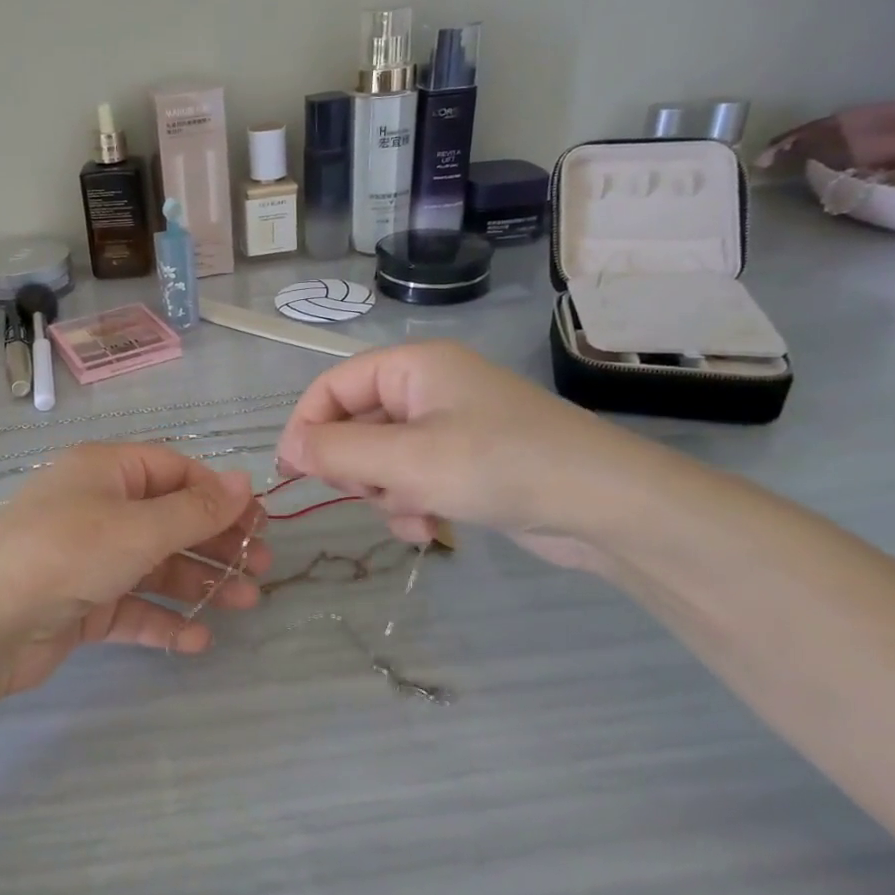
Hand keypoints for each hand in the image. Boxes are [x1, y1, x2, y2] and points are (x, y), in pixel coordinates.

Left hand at [0, 444, 273, 694]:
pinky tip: (196, 641)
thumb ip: (196, 510)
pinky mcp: (81, 603)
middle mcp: (98, 508)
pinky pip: (132, 606)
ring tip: (244, 604)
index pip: (174, 471)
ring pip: (155, 565)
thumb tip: (244, 481)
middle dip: (216, 542)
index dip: (217, 494)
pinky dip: (162, 620)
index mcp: (106, 472)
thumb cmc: (67, 553)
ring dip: (199, 583)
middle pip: (169, 519)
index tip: (257, 521)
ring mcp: (89, 558)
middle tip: (262, 567)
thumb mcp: (138, 527)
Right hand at [275, 342, 639, 570]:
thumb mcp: (407, 460)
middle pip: (355, 423)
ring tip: (413, 513)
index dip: (307, 425)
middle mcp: (428, 388)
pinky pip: (413, 478)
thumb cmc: (498, 466)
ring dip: (385, 492)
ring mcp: (449, 426)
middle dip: (355, 467)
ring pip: (381, 458)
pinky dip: (412, 503)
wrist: (605, 505)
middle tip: (363, 493)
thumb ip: (338, 453)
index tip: (292, 471)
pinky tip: (431, 528)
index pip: (333, 386)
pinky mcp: (466, 462)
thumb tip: (288, 450)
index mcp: (413, 366)